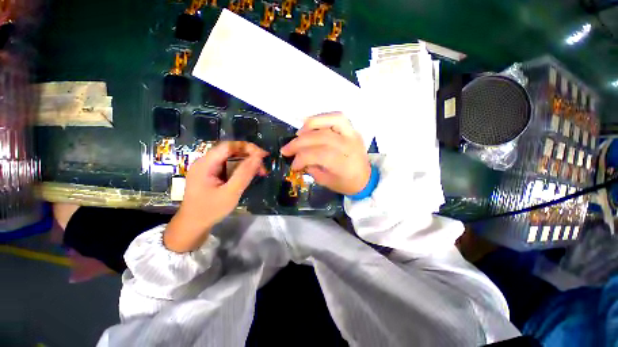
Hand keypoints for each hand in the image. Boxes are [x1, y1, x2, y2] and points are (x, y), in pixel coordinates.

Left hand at [164, 141, 267, 252]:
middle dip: (249, 156)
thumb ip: (244, 174)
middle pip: (230, 151)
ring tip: (260, 172)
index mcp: (205, 164)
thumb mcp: (230, 193)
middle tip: (263, 166)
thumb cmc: (210, 210)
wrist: (193, 225)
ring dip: (247, 163)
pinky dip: (241, 169)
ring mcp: (208, 168)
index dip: (247, 147)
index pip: (228, 146)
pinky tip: (250, 175)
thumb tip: (258, 157)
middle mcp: (205, 162)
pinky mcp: (212, 174)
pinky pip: (229, 166)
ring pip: (231, 158)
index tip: (263, 155)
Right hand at [280, 112, 370, 194]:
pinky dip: (322, 118)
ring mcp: (352, 135)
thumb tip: (297, 158)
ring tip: (298, 134)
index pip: (317, 154)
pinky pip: (337, 117)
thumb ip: (311, 168)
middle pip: (320, 137)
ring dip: (310, 125)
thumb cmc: (345, 183)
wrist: (365, 179)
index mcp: (343, 164)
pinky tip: (310, 125)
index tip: (292, 165)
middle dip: (298, 143)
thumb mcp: (325, 181)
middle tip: (286, 149)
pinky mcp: (352, 130)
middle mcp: (348, 146)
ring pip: (330, 120)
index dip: (301, 158)